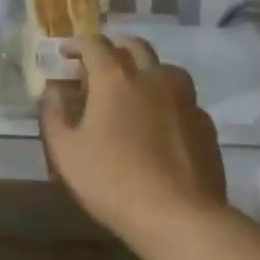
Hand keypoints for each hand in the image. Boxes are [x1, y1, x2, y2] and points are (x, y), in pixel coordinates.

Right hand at [41, 35, 226, 247]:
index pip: (94, 44)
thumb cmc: (112, 181)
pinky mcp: (205, 123)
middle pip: (134, 46)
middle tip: (98, 64)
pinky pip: (183, 98)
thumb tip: (54, 90)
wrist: (179, 217)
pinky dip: (166, 99)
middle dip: (113, 48)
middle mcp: (153, 77)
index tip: (65, 52)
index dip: (77, 43)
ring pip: (165, 68)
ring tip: (133, 89)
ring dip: (145, 69)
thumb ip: (54, 114)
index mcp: (115, 79)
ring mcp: (185, 99)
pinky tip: (160, 121)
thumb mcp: (65, 151)